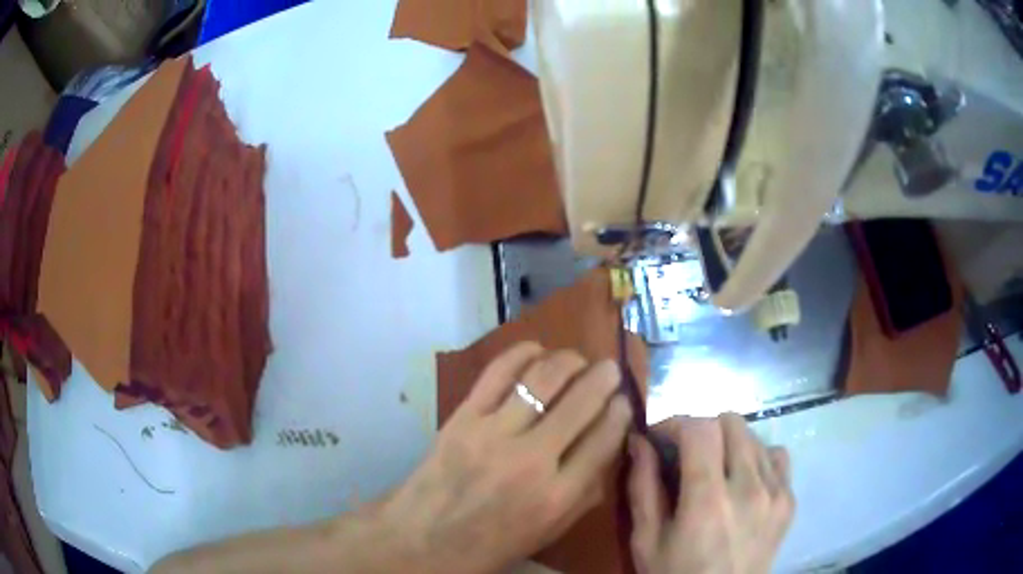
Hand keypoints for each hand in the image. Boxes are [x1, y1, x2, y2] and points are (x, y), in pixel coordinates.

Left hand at [378, 342, 633, 573]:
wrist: (423, 540)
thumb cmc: (490, 544)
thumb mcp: (548, 532)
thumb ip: (584, 493)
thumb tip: (608, 446)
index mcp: (557, 497)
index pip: (604, 440)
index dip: (621, 413)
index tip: (625, 400)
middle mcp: (531, 461)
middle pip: (581, 403)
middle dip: (603, 379)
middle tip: (609, 369)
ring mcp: (493, 435)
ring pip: (542, 379)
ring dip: (569, 361)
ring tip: (578, 359)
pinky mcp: (463, 418)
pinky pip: (497, 373)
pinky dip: (522, 353)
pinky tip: (536, 350)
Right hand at [628, 414, 794, 573]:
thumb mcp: (646, 540)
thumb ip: (643, 487)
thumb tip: (640, 441)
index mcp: (707, 501)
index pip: (699, 429)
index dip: (675, 423)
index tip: (660, 438)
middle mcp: (749, 488)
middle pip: (731, 422)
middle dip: (702, 429)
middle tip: (685, 454)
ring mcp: (776, 493)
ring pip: (754, 436)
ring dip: (728, 443)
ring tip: (714, 469)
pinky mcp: (789, 500)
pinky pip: (777, 456)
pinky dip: (756, 457)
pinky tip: (742, 480)